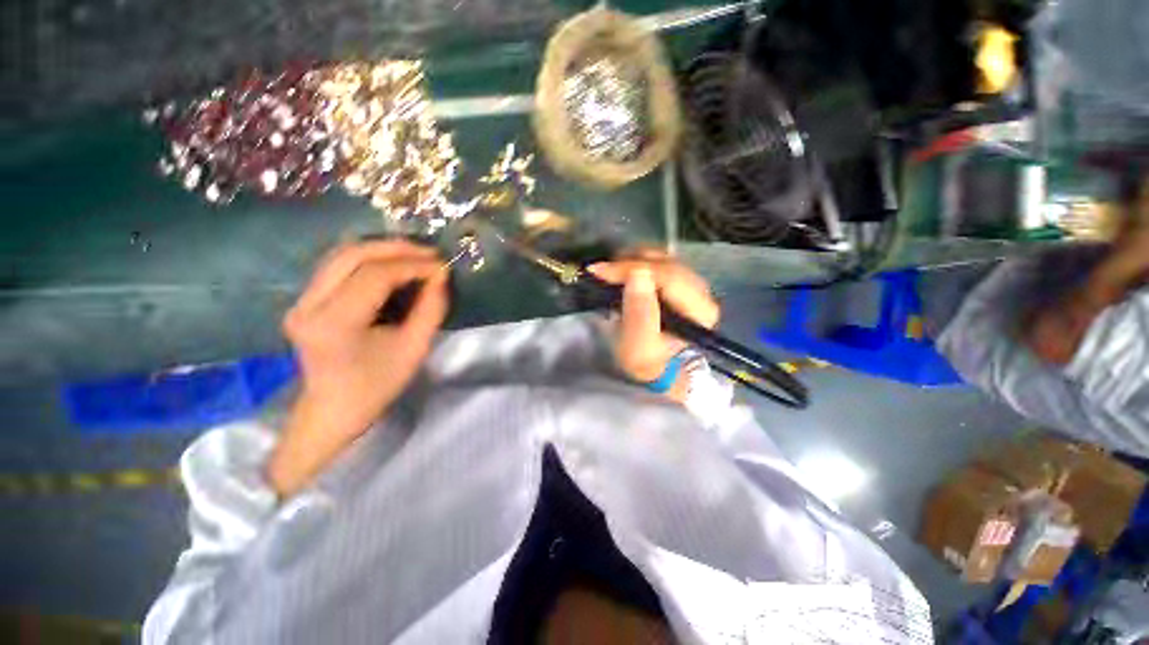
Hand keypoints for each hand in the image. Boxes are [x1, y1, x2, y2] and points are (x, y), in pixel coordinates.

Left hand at [268, 240, 448, 496]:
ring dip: (382, 249)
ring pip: (341, 254)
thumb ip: (431, 308)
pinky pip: (338, 266)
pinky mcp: (304, 300)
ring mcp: (301, 300)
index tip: (441, 267)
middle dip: (396, 248)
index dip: (412, 265)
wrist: (334, 409)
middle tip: (430, 253)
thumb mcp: (415, 348)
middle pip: (351, 255)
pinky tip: (393, 264)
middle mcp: (308, 305)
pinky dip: (369, 259)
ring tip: (416, 255)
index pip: (374, 276)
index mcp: (334, 324)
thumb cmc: (378, 385)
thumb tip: (441, 275)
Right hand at [588, 250, 718, 397]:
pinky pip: (661, 263)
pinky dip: (639, 263)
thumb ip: (639, 314)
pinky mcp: (681, 284)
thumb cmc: (648, 364)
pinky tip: (624, 272)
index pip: (667, 276)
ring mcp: (693, 286)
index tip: (599, 271)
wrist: (659, 371)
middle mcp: (702, 293)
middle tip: (602, 270)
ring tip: (611, 271)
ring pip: (664, 258)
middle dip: (631, 262)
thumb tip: (638, 274)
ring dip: (634, 260)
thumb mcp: (639, 349)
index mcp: (699, 310)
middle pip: (666, 263)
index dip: (631, 268)